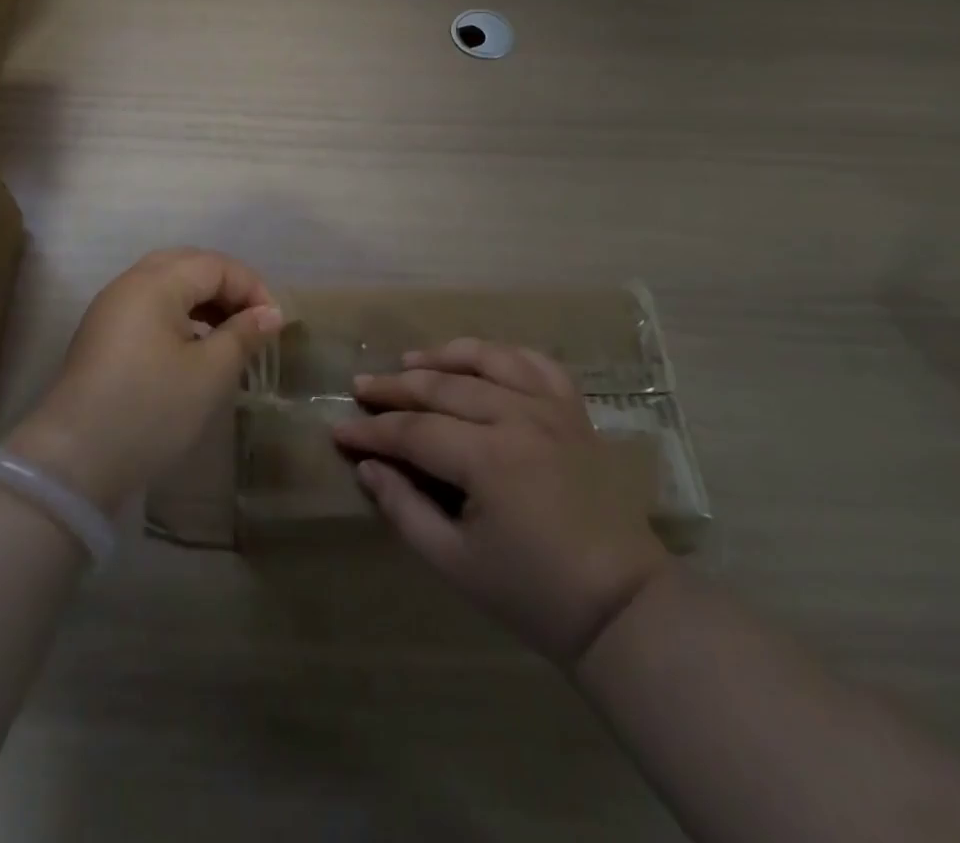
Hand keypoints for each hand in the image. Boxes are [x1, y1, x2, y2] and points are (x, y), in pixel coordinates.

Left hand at [6, 248, 281, 512]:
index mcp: (155, 283)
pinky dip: (179, 314)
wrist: (73, 462)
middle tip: (252, 320)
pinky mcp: (102, 335)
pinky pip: (149, 306)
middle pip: (188, 265)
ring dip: (203, 300)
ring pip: (167, 284)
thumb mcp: (209, 374)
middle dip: (226, 286)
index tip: (275, 325)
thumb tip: (270, 313)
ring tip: (228, 334)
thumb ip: (243, 335)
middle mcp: (129, 284)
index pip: (215, 265)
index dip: (251, 287)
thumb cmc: (151, 410)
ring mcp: (111, 309)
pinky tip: (194, 346)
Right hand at [333, 339, 666, 666]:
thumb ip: (405, 509)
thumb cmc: (533, 593)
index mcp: (489, 458)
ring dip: (444, 357)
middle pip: (443, 388)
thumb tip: (368, 467)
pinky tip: (482, 359)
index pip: (413, 431)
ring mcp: (551, 409)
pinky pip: (537, 363)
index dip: (372, 431)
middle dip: (395, 388)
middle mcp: (519, 418)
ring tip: (411, 361)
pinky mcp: (575, 412)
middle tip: (361, 387)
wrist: (621, 606)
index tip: (338, 430)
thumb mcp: (455, 562)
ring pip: (488, 360)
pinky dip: (505, 353)